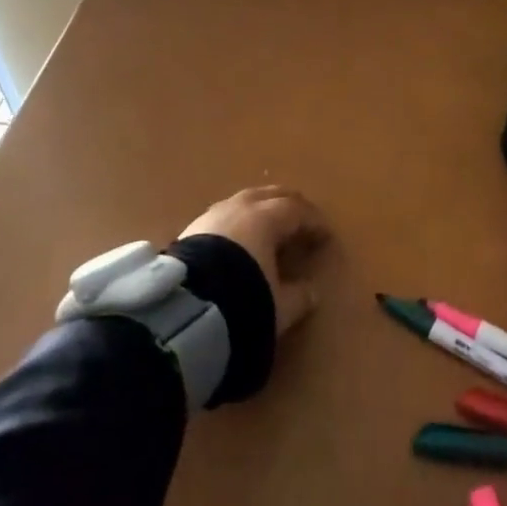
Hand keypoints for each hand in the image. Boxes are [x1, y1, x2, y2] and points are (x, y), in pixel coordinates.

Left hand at [179, 186, 328, 335]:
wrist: (181, 310)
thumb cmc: (241, 300)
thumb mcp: (278, 306)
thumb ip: (299, 296)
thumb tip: (311, 291)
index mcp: (266, 218)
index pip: (297, 211)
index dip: (314, 222)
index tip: (325, 235)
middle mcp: (240, 208)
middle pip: (271, 195)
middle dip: (289, 205)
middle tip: (301, 219)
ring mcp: (212, 216)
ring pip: (244, 201)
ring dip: (261, 210)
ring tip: (269, 226)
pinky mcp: (190, 230)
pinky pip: (224, 216)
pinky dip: (238, 222)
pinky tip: (238, 239)